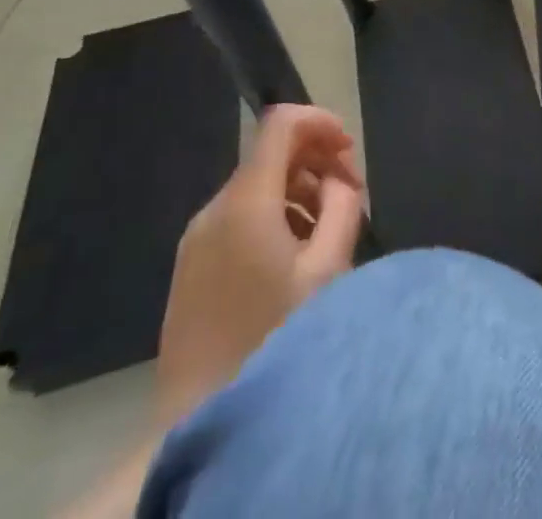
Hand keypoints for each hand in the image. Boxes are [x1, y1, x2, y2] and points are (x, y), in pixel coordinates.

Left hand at [154, 104, 363, 426]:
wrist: (200, 420)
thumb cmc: (273, 338)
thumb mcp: (328, 269)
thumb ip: (342, 207)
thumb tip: (339, 180)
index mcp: (245, 202)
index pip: (281, 123)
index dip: (321, 122)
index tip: (350, 151)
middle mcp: (214, 209)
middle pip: (271, 154)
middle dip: (316, 162)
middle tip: (351, 195)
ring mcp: (196, 239)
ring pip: (256, 187)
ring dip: (298, 191)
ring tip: (328, 230)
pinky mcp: (190, 268)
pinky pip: (239, 217)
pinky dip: (274, 215)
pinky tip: (295, 255)